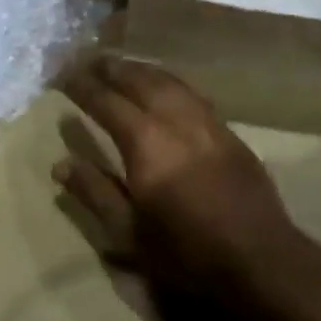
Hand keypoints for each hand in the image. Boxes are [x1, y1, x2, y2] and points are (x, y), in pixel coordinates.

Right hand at [54, 54, 299, 299]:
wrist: (260, 260)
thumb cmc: (186, 253)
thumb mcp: (129, 233)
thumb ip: (95, 192)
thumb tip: (61, 164)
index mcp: (144, 141)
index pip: (105, 101)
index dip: (82, 85)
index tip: (62, 74)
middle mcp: (173, 118)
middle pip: (137, 79)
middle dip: (110, 67)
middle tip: (88, 60)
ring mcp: (204, 120)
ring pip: (166, 79)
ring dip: (139, 68)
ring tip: (121, 65)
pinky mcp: (226, 130)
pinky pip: (190, 91)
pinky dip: (168, 80)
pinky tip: (164, 85)